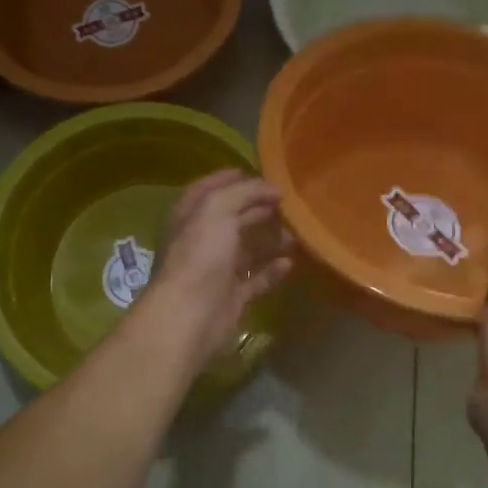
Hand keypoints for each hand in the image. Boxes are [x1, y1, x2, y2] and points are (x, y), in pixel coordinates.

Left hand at [139, 170, 294, 371]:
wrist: (190, 314)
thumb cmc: (200, 254)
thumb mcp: (218, 209)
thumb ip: (245, 192)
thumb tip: (273, 188)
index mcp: (191, 215)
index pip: (210, 189)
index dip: (231, 178)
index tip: (261, 173)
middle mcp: (202, 240)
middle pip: (233, 218)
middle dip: (259, 208)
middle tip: (289, 203)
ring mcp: (217, 270)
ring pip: (248, 249)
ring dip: (271, 239)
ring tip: (297, 232)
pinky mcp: (232, 296)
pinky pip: (257, 279)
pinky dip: (273, 270)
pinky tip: (290, 262)